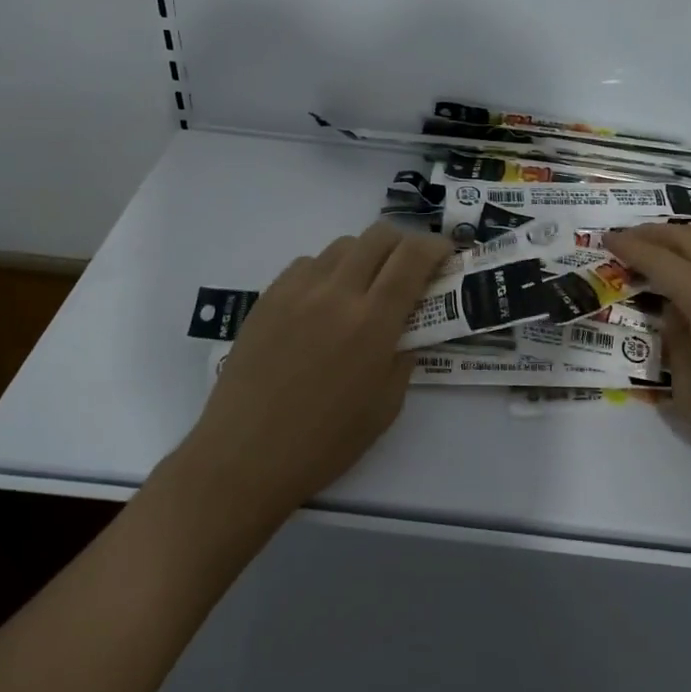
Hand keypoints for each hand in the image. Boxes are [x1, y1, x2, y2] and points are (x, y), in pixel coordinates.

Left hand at [182, 222, 451, 517]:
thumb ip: (404, 355)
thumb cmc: (324, 442)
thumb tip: (408, 327)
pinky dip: (328, 271)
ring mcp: (297, 290)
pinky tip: (324, 302)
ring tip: (366, 287)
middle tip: (410, 268)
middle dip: (404, 243)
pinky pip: (307, 264)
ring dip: (366, 256)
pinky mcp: (268, 297)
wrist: (244, 456)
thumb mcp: (386, 406)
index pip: (412, 257)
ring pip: (342, 245)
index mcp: (372, 322)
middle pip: (378, 235)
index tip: (446, 256)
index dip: (436, 247)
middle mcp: (336, 292)